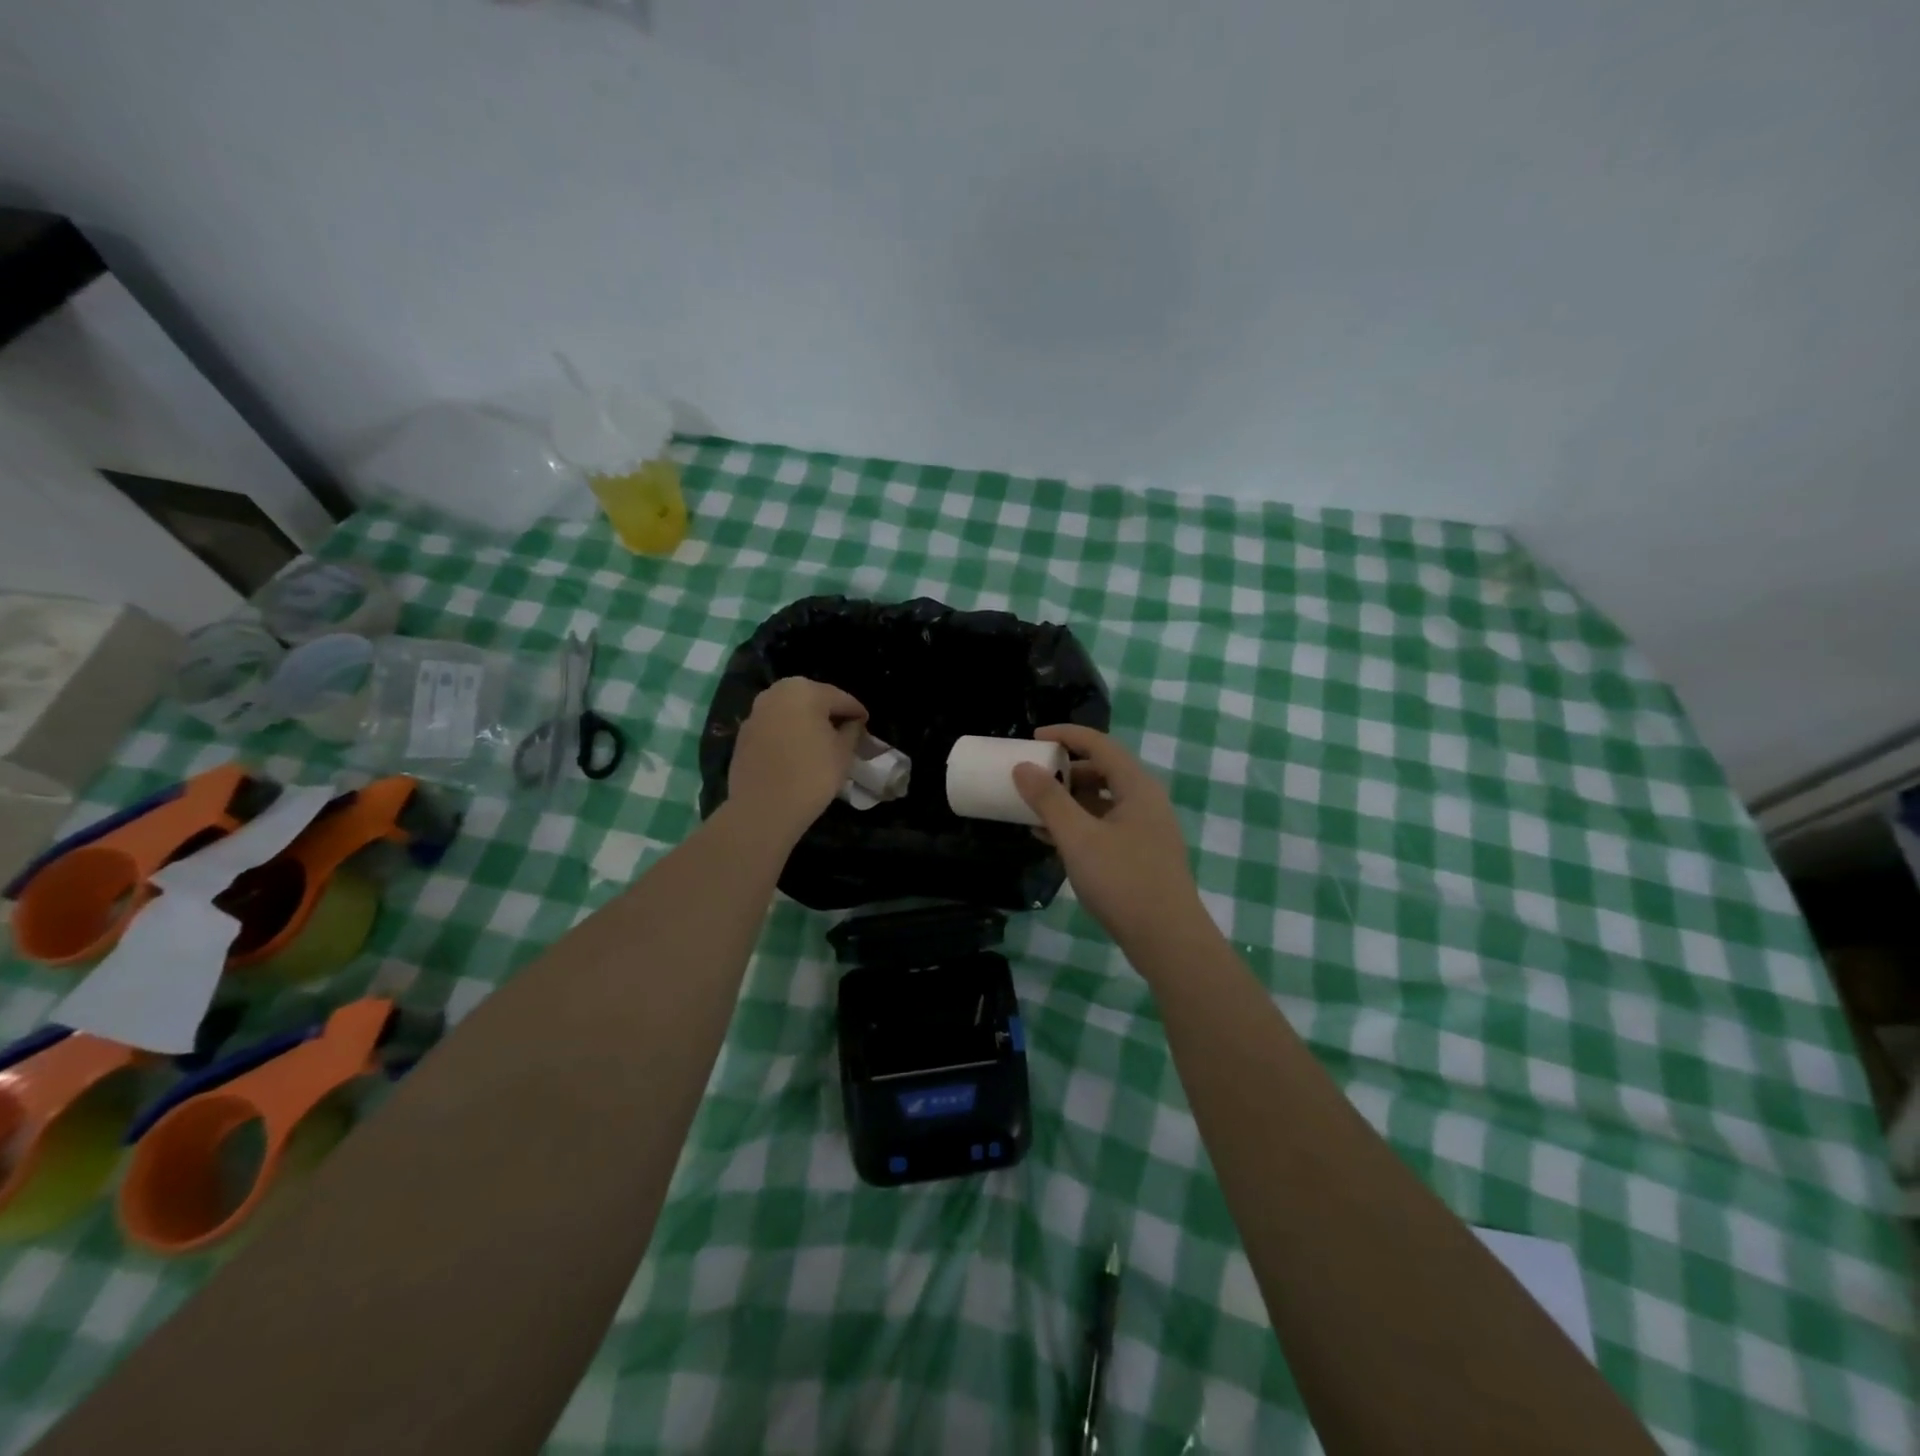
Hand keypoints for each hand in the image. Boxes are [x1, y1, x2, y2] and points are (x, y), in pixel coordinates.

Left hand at [727, 677, 867, 841]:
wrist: (763, 808)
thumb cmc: (812, 775)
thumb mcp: (844, 753)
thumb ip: (852, 730)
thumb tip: (852, 722)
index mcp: (805, 690)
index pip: (840, 698)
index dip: (857, 712)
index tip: (866, 724)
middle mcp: (776, 693)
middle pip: (812, 699)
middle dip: (829, 713)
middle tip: (844, 731)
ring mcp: (756, 712)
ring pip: (790, 712)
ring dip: (806, 722)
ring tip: (821, 743)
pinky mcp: (743, 734)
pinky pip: (774, 727)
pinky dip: (788, 734)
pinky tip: (797, 752)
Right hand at [1013, 725, 1208, 955]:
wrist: (1168, 940)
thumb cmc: (1123, 881)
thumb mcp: (1078, 837)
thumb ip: (1049, 800)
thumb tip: (1023, 767)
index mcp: (1137, 786)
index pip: (1100, 744)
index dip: (1066, 735)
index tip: (1033, 738)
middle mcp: (1146, 801)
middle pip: (1103, 770)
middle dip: (1065, 770)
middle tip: (1033, 778)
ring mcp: (1146, 830)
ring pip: (1102, 801)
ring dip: (1069, 801)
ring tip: (1034, 810)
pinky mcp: (1141, 855)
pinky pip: (1105, 826)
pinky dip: (1079, 825)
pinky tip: (1051, 840)